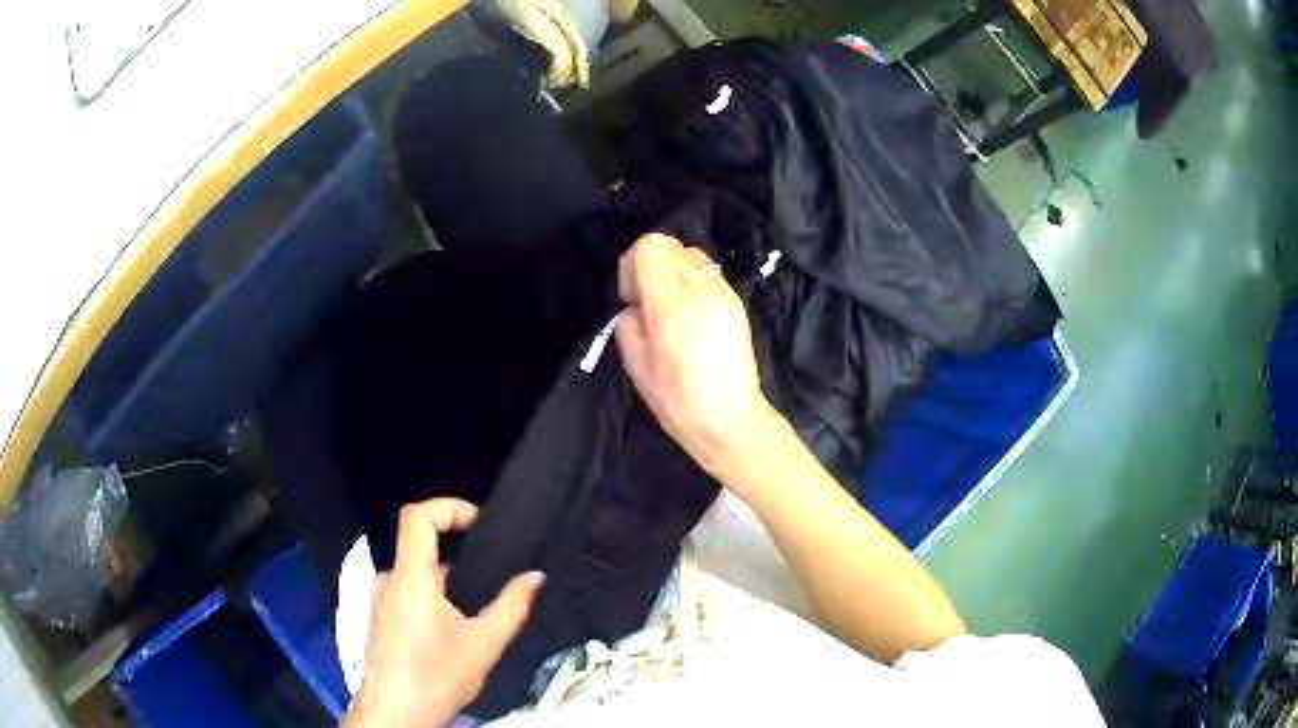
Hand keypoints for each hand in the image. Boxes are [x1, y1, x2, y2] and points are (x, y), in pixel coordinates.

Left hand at [343, 499, 544, 727]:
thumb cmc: (437, 678)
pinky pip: (409, 592)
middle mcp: (389, 581)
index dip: (448, 507)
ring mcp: (381, 599)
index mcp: (410, 579)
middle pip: (420, 545)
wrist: (395, 714)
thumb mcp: (483, 645)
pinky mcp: (381, 618)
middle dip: (459, 554)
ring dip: (448, 582)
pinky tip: (454, 629)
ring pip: (417, 574)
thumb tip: (535, 576)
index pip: (417, 517)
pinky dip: (434, 597)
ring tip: (478, 610)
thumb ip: (512, 607)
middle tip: (493, 575)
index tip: (479, 524)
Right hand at [615, 234, 779, 485]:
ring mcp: (725, 294)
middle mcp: (702, 291)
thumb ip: (629, 322)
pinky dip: (693, 283)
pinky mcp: (738, 303)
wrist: (731, 421)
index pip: (650, 247)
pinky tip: (692, 318)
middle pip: (670, 244)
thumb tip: (636, 305)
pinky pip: (708, 274)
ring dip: (673, 272)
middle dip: (651, 265)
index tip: (632, 299)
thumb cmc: (678, 401)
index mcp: (673, 306)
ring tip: (671, 309)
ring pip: (691, 254)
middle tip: (648, 303)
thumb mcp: (636, 364)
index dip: (631, 266)